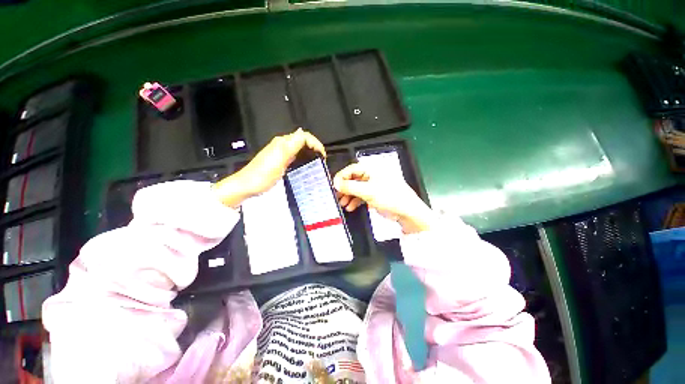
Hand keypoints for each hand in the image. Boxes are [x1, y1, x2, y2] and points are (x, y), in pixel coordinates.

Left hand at [213, 129, 325, 206]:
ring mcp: (281, 153)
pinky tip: (306, 165)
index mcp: (283, 143)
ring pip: (300, 148)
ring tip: (316, 162)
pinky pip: (296, 155)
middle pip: (303, 140)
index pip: (304, 136)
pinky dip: (304, 158)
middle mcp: (282, 145)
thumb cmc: (262, 175)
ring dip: (310, 153)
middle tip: (321, 159)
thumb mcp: (279, 159)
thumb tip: (302, 132)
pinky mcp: (281, 161)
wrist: (248, 185)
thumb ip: (291, 145)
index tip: (322, 155)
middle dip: (314, 147)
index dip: (316, 143)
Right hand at [333, 163, 434, 233]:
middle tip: (337, 196)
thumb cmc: (390, 197)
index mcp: (372, 169)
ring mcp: (373, 186)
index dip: (342, 176)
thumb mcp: (368, 191)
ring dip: (348, 196)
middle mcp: (372, 176)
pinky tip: (351, 207)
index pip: (352, 169)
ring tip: (343, 204)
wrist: (407, 212)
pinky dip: (355, 201)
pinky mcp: (375, 195)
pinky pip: (361, 196)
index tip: (334, 186)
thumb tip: (336, 183)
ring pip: (356, 188)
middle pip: (353, 179)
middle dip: (344, 188)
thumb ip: (350, 187)